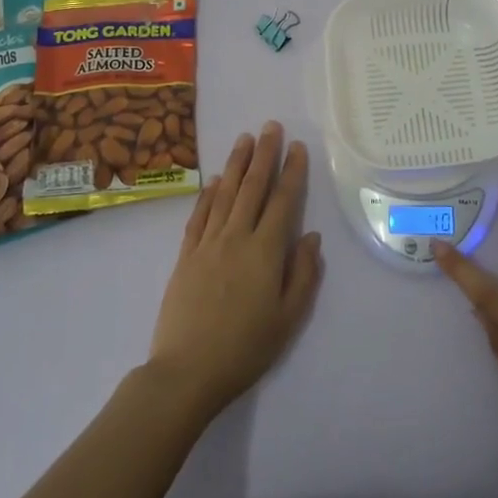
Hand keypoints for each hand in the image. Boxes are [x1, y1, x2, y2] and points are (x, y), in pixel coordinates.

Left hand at [147, 122, 323, 423]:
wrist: (186, 371)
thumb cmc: (245, 348)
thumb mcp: (288, 318)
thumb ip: (303, 274)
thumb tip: (311, 236)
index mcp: (265, 251)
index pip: (283, 201)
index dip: (292, 172)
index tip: (298, 147)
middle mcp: (236, 237)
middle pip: (253, 187)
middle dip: (264, 154)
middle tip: (270, 126)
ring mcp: (207, 244)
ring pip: (225, 193)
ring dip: (237, 164)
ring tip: (245, 139)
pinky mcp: (186, 255)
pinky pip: (200, 215)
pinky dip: (209, 194)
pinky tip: (216, 179)